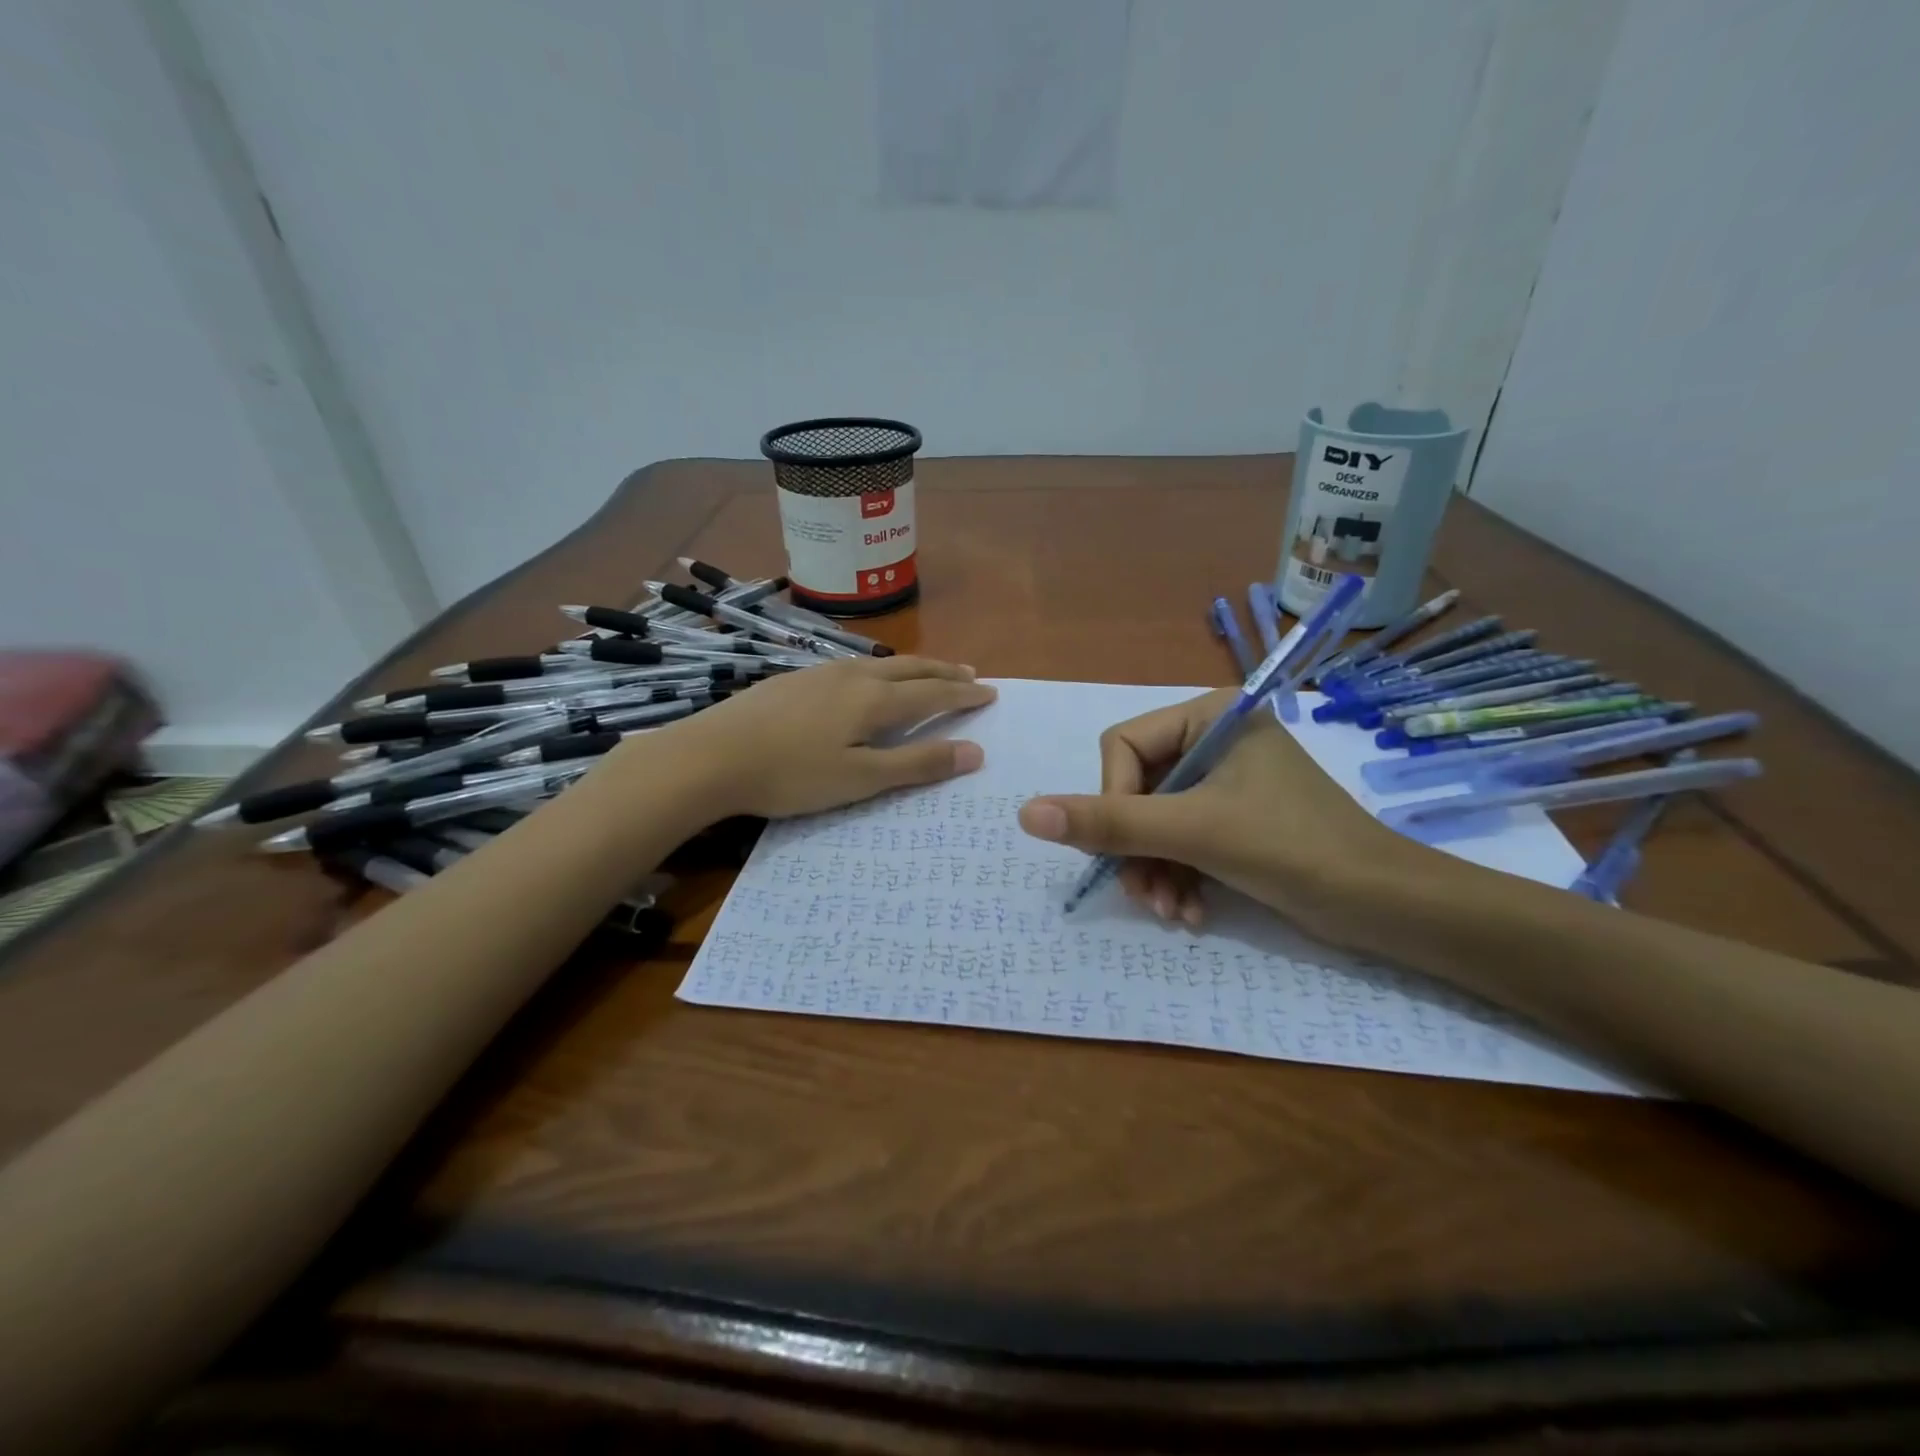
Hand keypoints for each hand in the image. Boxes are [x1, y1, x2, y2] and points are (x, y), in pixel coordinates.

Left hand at [641, 656, 996, 819]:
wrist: (711, 755)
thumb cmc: (791, 774)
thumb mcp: (860, 779)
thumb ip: (916, 765)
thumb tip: (974, 752)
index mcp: (874, 699)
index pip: (933, 693)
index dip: (965, 694)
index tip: (991, 692)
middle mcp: (853, 676)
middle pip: (911, 668)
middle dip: (945, 671)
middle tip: (971, 673)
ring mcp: (820, 673)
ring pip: (881, 663)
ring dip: (914, 667)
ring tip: (929, 672)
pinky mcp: (795, 680)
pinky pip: (855, 667)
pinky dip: (881, 671)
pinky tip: (868, 680)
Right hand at [1016, 689, 1443, 942]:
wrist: (1387, 906)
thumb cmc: (1292, 848)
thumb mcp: (1193, 832)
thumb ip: (1108, 823)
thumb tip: (1024, 813)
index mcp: (1208, 716)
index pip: (1122, 746)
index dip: (1112, 801)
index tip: (1125, 851)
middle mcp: (1212, 739)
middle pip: (1135, 788)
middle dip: (1137, 848)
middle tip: (1145, 896)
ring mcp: (1224, 780)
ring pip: (1155, 820)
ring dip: (1154, 870)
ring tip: (1170, 913)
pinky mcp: (1234, 817)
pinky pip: (1181, 839)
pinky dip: (1178, 877)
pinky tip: (1189, 914)